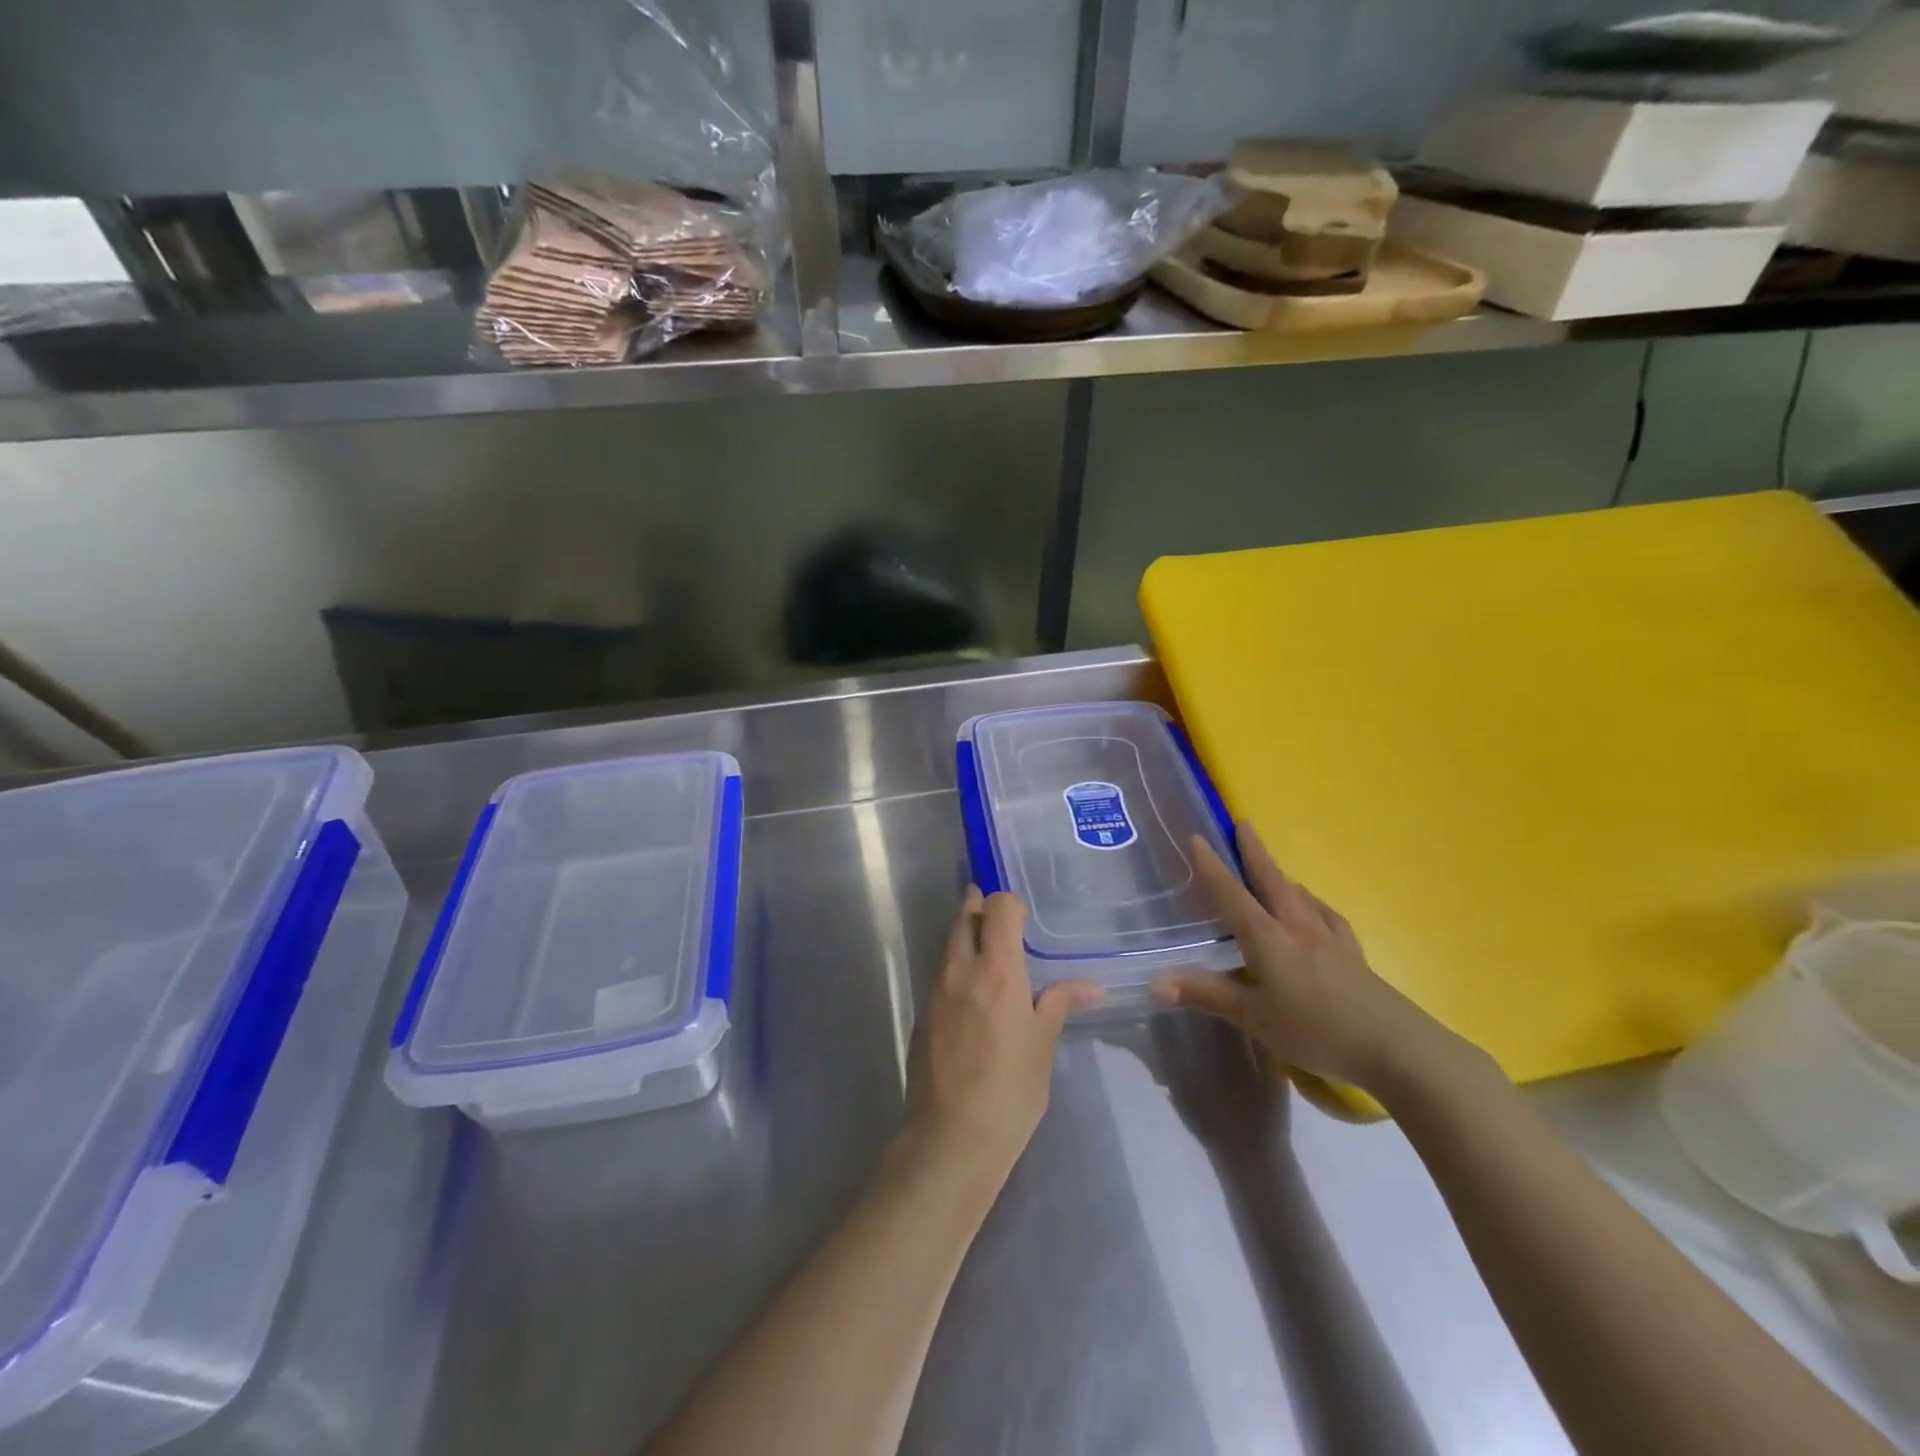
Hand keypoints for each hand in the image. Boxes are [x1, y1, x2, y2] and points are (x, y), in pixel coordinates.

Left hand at [901, 888, 1103, 1181]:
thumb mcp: (1043, 1045)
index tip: (1024, 920)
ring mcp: (935, 989)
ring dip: (966, 934)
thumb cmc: (1010, 1090)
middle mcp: (961, 968)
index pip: (998, 907)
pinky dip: (955, 964)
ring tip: (989, 951)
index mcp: (997, 969)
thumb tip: (1092, 986)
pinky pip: (940, 970)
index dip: (1011, 904)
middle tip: (1003, 923)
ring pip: (948, 941)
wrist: (951, 1136)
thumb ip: (1060, 1004)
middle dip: (981, 908)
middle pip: (965, 916)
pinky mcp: (922, 1011)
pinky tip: (971, 990)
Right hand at [1150, 824, 1453, 1093]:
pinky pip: (1328, 918)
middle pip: (1272, 881)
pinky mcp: (1354, 957)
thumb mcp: (1253, 1017)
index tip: (1197, 837)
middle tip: (1243, 826)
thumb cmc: (1316, 1029)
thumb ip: (1206, 995)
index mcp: (1268, 937)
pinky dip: (1314, 906)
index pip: (1232, 894)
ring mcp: (1330, 940)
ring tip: (1274, 872)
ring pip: (1301, 896)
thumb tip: (1156, 982)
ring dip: (1282, 877)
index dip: (1211, 866)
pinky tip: (1317, 913)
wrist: (1396, 1047)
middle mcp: (1298, 928)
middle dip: (1254, 852)